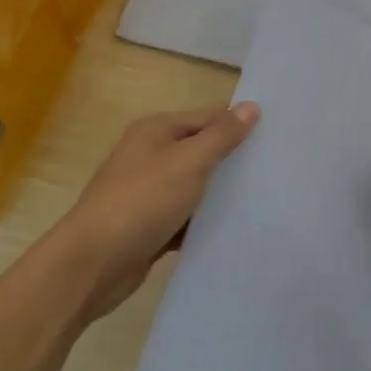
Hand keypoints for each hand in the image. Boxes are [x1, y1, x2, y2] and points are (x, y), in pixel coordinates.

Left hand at [55, 103, 260, 322]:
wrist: (93, 263)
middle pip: (202, 150)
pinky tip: (233, 229)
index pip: (209, 117)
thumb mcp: (189, 162)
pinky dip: (204, 221)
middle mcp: (150, 155)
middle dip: (234, 160)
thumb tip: (251, 106)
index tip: (278, 139)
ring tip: (265, 199)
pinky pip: (186, 216)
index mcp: (156, 130)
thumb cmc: (142, 202)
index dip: (240, 125)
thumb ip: (221, 136)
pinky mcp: (150, 224)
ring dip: (221, 194)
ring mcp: (148, 191)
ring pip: (196, 186)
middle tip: (278, 170)